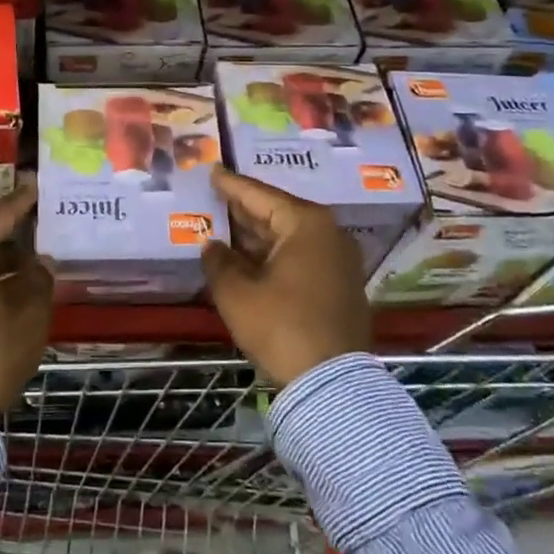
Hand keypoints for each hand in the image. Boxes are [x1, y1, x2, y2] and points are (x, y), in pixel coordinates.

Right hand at [201, 167, 371, 386]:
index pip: (260, 195)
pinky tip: (247, 259)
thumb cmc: (281, 326)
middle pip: (277, 213)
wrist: (332, 383)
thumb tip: (212, 246)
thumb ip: (218, 262)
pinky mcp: (340, 286)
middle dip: (244, 210)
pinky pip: (300, 257)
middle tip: (215, 197)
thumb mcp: (237, 293)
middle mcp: (329, 234)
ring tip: (224, 226)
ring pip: (289, 238)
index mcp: (306, 224)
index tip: (213, 171)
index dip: (232, 185)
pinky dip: (273, 255)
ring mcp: (339, 261)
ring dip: (257, 236)